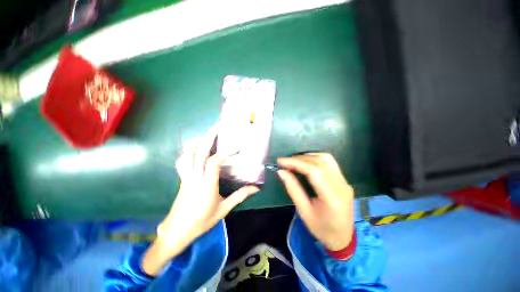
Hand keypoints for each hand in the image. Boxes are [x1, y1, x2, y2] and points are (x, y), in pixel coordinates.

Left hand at [142, 125, 258, 274]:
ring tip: (204, 135)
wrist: (176, 232)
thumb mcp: (223, 210)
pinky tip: (191, 148)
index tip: (234, 148)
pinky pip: (182, 162)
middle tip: (216, 127)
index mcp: (206, 185)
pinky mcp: (182, 179)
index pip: (213, 162)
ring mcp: (186, 177)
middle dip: (208, 138)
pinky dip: (186, 152)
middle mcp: (195, 178)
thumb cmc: (201, 221)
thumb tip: (255, 189)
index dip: (223, 153)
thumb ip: (239, 197)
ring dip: (196, 143)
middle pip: (199, 153)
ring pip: (188, 155)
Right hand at [277, 153, 353, 251]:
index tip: (281, 161)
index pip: (313, 171)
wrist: (343, 238)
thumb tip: (281, 172)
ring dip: (307, 157)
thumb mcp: (304, 212)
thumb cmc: (321, 229)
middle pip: (319, 162)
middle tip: (284, 162)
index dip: (296, 163)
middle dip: (299, 159)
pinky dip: (315, 158)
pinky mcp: (344, 180)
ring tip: (294, 161)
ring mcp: (345, 181)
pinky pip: (330, 162)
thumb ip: (293, 189)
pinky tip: (306, 162)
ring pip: (326, 159)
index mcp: (332, 198)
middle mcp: (341, 186)